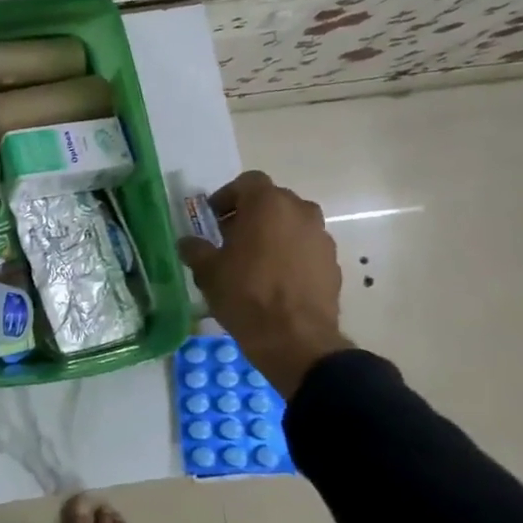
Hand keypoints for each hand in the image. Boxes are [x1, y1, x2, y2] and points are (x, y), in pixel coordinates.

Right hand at [177, 171, 354, 397]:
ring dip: (273, 234)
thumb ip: (195, 249)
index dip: (228, 196)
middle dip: (251, 214)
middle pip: (272, 201)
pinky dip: (291, 255)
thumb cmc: (245, 294)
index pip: (248, 182)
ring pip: (292, 224)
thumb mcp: (207, 270)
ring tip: (254, 261)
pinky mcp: (333, 263)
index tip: (214, 219)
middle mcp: (300, 212)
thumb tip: (189, 243)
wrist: (295, 340)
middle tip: (231, 238)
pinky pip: (306, 248)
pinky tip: (275, 280)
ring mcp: (321, 238)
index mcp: (268, 204)